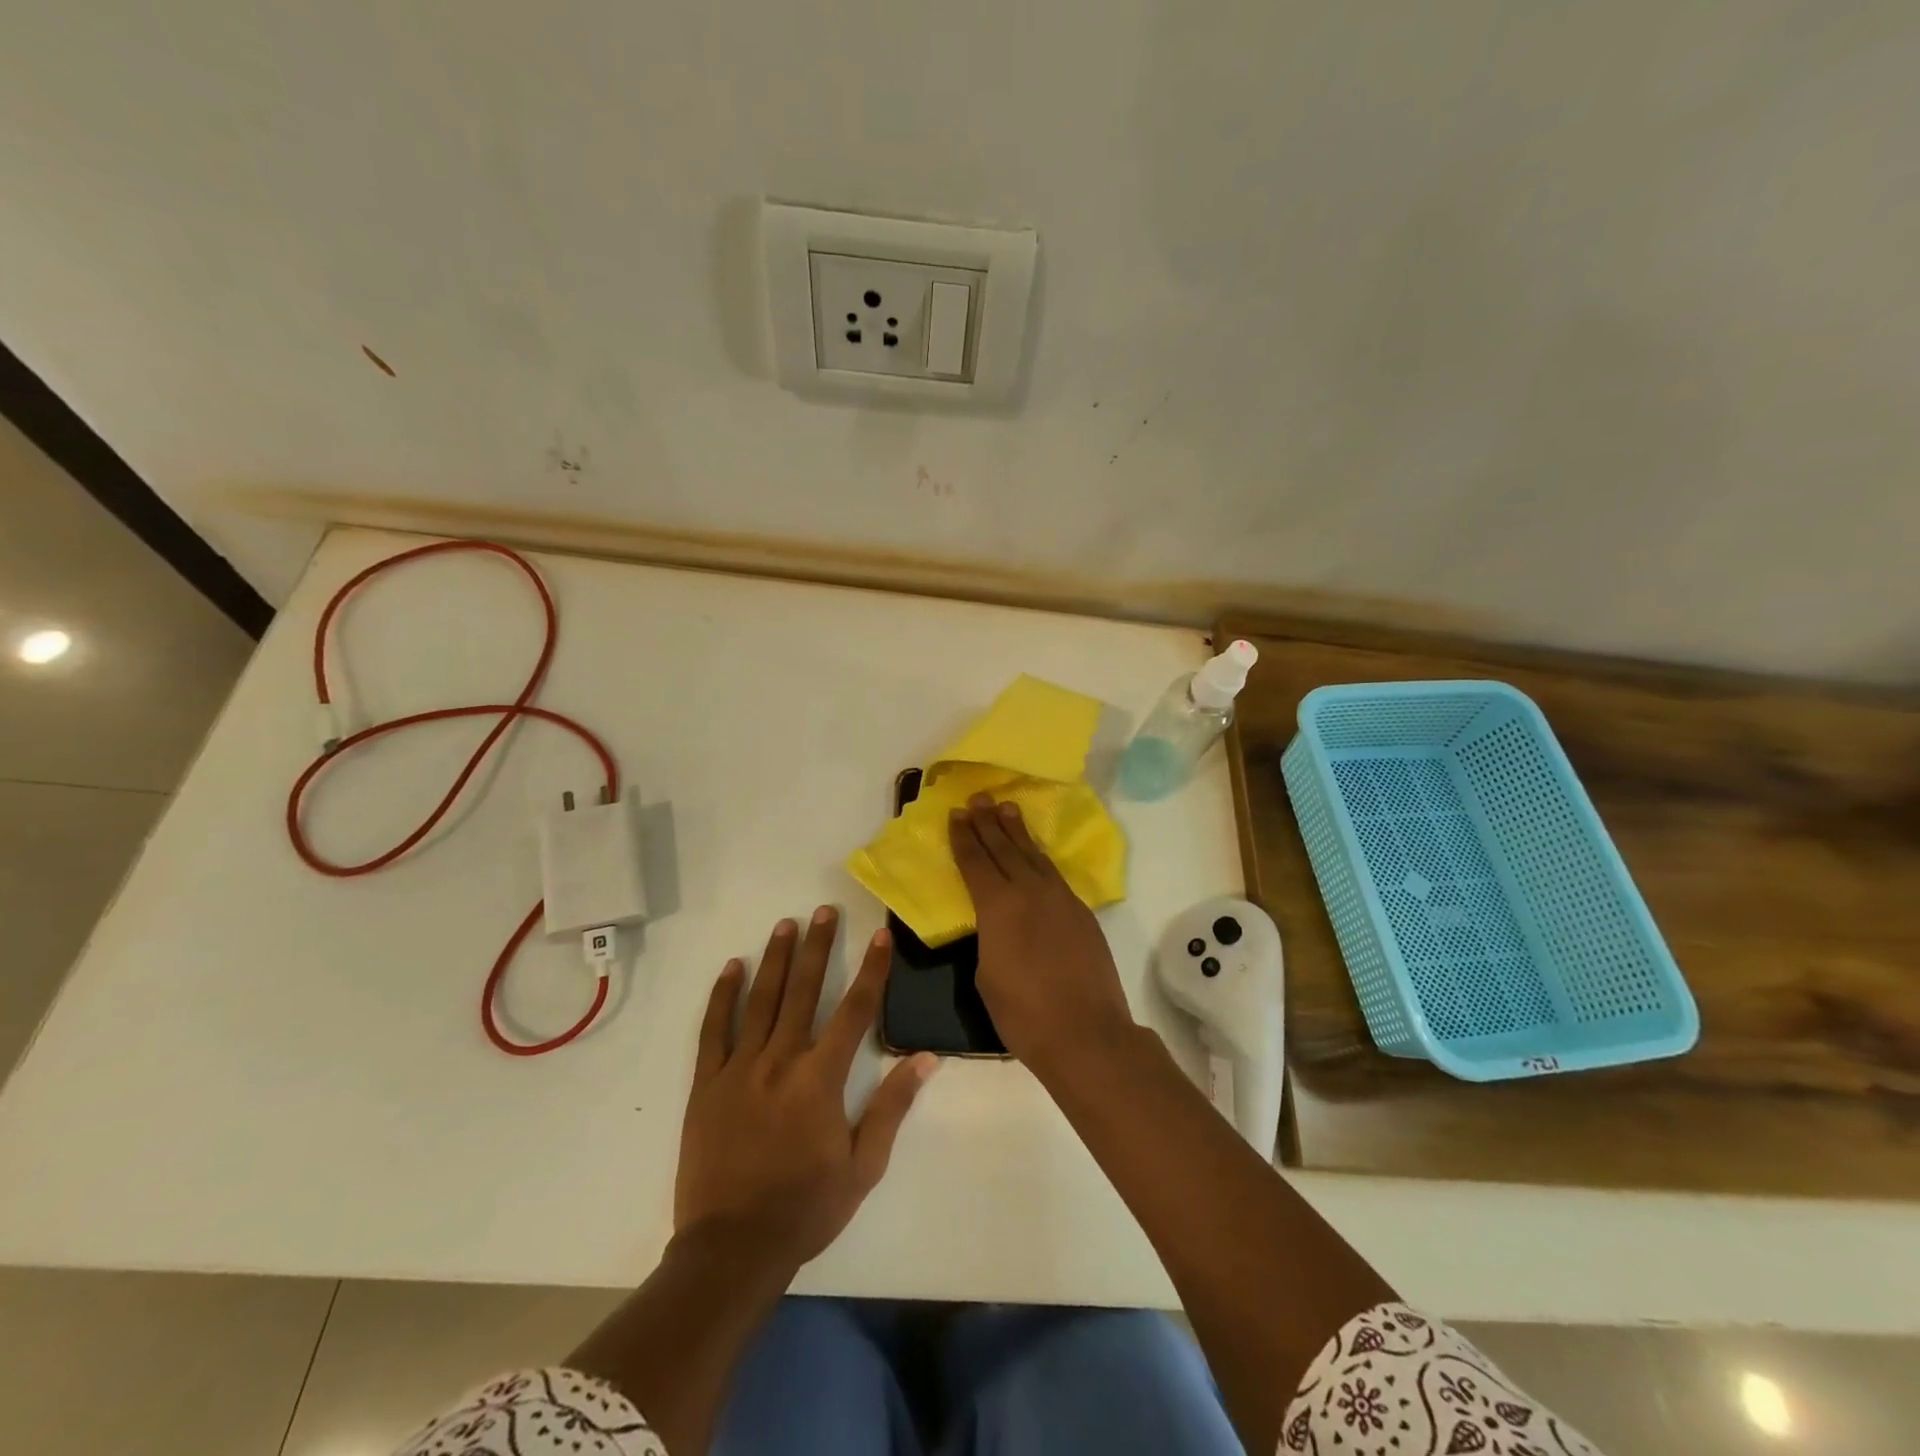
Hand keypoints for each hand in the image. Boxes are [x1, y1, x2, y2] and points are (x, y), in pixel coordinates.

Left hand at [674, 907, 936, 1274]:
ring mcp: (738, 1069)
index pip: (854, 1011)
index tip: (879, 935)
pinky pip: (713, 1030)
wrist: (731, 1250)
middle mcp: (780, 1061)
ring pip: (760, 1000)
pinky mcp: (706, 1084)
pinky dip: (722, 996)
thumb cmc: (805, 1209)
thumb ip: (892, 1106)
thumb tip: (926, 1058)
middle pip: (804, 991)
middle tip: (824, 910)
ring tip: (786, 924)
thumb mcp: (863, 1166)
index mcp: (820, 1079)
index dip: (871, 970)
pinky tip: (732, 968)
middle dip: (817, 947)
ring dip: (775, 959)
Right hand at [949, 795, 1135, 1076]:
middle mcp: (1029, 891)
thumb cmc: (1023, 1013)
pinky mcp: (1081, 911)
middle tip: (978, 797)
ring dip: (1017, 831)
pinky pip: (1053, 873)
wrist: (1086, 1033)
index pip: (976, 862)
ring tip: (1006, 808)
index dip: (964, 837)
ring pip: (1033, 854)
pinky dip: (1039, 856)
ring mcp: (1060, 898)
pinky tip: (1035, 853)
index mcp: (998, 906)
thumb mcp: (986, 974)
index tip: (956, 814)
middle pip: (1004, 848)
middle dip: (988, 822)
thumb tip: (995, 922)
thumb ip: (988, 936)